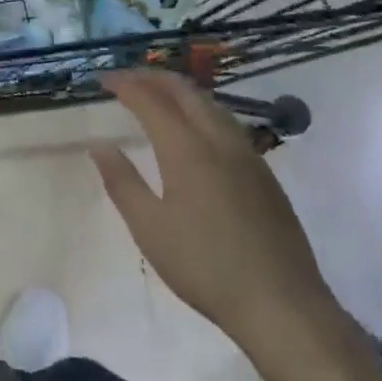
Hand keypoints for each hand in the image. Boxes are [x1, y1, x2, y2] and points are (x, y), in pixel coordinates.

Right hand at [92, 70, 337, 348]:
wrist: (281, 303)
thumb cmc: (205, 266)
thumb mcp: (150, 229)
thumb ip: (122, 182)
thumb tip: (100, 146)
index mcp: (187, 148)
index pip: (150, 100)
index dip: (125, 84)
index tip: (103, 79)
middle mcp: (218, 139)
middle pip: (184, 90)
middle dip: (152, 77)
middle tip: (126, 78)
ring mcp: (247, 154)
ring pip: (210, 103)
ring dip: (180, 90)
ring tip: (157, 95)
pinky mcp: (264, 173)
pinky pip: (227, 122)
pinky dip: (201, 109)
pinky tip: (196, 129)